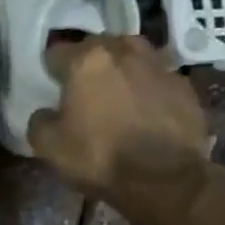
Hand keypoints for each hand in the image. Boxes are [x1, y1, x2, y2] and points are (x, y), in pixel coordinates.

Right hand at [27, 35, 213, 224]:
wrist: (165, 179)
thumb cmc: (99, 157)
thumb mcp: (48, 146)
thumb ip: (39, 120)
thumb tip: (47, 112)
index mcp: (87, 60)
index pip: (57, 52)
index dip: (51, 70)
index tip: (51, 88)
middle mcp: (124, 51)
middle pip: (99, 46)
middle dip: (88, 62)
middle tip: (83, 88)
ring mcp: (159, 66)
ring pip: (133, 55)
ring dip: (122, 68)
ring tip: (117, 92)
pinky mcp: (185, 86)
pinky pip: (157, 78)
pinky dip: (148, 88)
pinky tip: (144, 111)